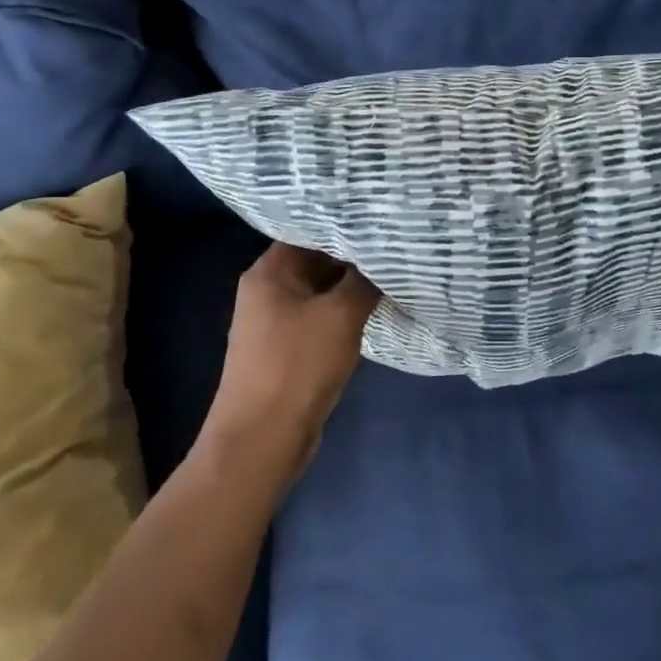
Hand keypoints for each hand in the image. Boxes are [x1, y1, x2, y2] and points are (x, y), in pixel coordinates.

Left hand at [204, 242, 378, 480]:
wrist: (263, 439)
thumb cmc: (298, 366)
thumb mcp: (340, 316)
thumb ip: (364, 281)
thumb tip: (383, 259)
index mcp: (269, 273)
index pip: (310, 231)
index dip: (346, 226)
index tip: (381, 221)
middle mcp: (268, 291)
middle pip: (316, 261)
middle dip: (354, 257)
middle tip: (397, 247)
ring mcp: (277, 322)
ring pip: (322, 292)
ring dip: (353, 287)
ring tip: (394, 273)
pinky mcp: (290, 349)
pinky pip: (322, 318)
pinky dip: (346, 313)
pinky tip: (376, 309)